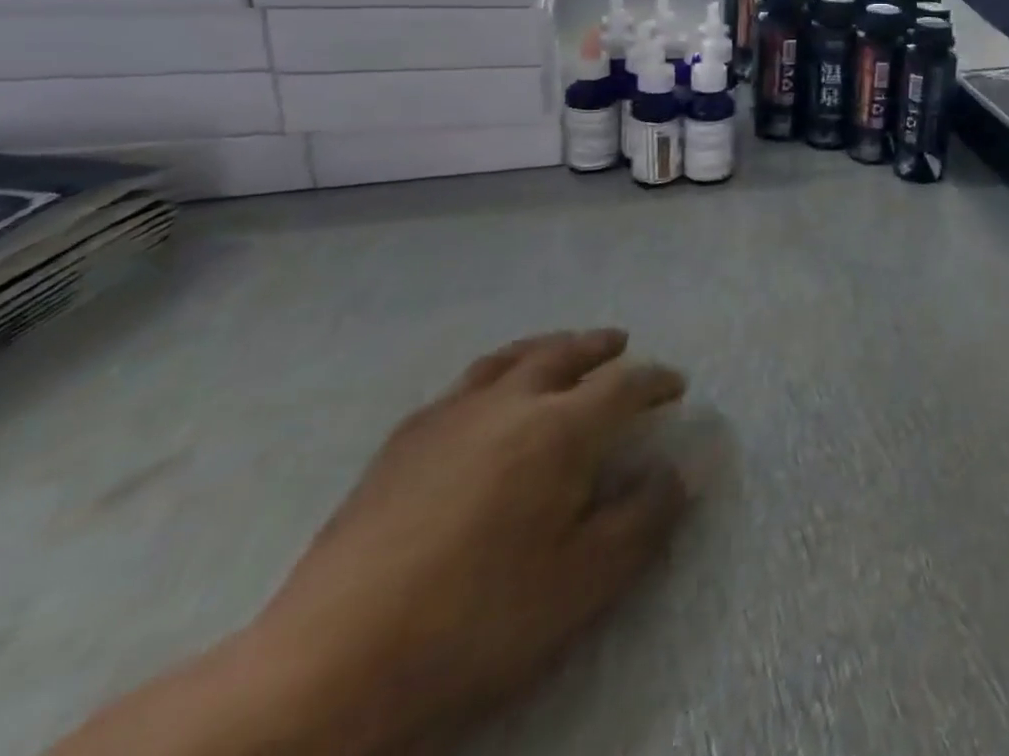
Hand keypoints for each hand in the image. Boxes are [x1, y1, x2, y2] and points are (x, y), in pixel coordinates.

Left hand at [247, 331, 689, 752]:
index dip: (656, 380)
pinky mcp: (402, 442)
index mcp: (559, 430)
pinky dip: (495, 374)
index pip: (624, 385)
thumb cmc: (477, 619)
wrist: (331, 665)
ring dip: (548, 347)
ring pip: (511, 358)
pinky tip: (489, 397)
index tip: (676, 385)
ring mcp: (449, 416)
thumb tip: (678, 472)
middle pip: (565, 353)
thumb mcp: (583, 581)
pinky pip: (463, 385)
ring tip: (563, 349)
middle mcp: (509, 403)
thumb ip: (642, 519)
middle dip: (600, 346)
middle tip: (621, 343)